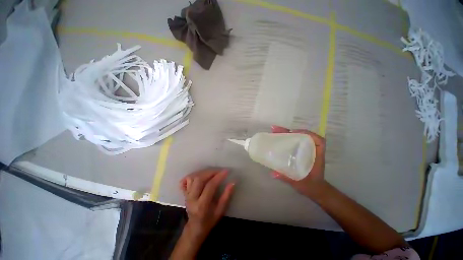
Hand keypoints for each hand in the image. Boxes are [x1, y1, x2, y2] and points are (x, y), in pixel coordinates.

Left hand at [179, 168, 234, 239]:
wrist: (195, 228)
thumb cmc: (209, 221)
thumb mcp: (220, 211)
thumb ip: (226, 196)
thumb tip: (232, 182)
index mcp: (202, 205)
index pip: (210, 186)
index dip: (219, 177)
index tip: (226, 171)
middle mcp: (192, 199)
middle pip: (199, 179)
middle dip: (211, 172)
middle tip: (219, 171)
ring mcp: (187, 195)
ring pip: (193, 178)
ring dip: (203, 172)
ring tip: (212, 172)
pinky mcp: (184, 193)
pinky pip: (185, 181)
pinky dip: (193, 175)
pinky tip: (200, 175)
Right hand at [270, 125, 326, 197]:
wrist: (316, 191)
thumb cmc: (311, 186)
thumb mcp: (300, 183)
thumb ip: (287, 178)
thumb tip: (273, 173)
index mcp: (317, 157)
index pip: (319, 141)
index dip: (307, 133)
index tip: (293, 132)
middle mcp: (312, 152)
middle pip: (304, 137)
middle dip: (290, 131)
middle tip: (276, 130)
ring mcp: (307, 152)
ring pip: (299, 139)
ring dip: (288, 134)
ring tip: (275, 132)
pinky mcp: (301, 154)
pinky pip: (295, 143)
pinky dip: (288, 139)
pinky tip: (279, 140)